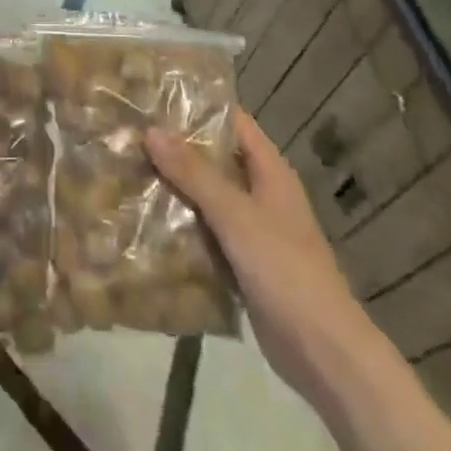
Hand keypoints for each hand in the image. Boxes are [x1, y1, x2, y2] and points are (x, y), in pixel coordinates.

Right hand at [146, 109, 365, 397]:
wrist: (323, 353)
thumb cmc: (285, 270)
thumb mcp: (236, 215)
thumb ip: (194, 173)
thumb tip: (151, 130)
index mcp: (270, 171)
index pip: (232, 121)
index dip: (198, 107)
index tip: (154, 98)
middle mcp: (262, 193)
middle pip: (215, 158)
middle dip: (176, 149)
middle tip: (130, 135)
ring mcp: (253, 229)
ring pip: (207, 197)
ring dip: (175, 188)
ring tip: (127, 171)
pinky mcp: (242, 263)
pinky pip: (206, 233)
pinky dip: (181, 225)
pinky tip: (145, 222)